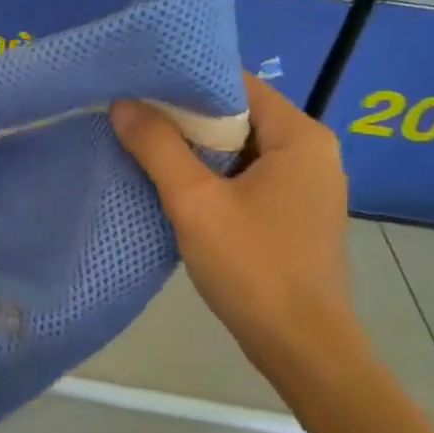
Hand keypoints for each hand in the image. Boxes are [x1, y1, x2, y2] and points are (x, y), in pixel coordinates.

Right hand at [111, 77, 369, 382]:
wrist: (302, 350)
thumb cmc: (254, 268)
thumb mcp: (195, 202)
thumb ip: (157, 147)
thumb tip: (122, 103)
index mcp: (301, 137)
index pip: (238, 84)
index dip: (188, 82)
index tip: (141, 85)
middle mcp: (311, 153)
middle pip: (238, 115)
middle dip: (185, 116)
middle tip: (132, 114)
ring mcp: (305, 186)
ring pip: (239, 148)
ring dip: (195, 148)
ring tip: (142, 143)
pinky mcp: (293, 214)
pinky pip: (246, 176)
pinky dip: (211, 175)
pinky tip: (173, 183)